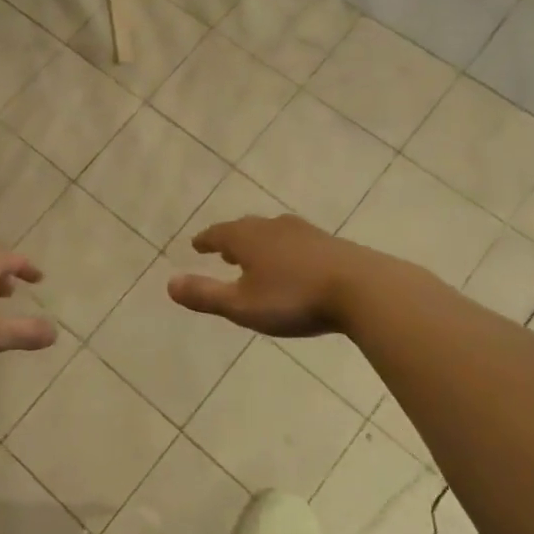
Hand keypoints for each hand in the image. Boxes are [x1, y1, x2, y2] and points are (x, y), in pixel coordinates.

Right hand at [167, 215, 364, 336]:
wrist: (364, 290)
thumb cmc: (295, 298)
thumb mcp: (242, 305)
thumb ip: (205, 295)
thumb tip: (169, 284)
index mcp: (247, 238)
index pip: (218, 234)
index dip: (205, 241)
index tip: (196, 245)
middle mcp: (273, 227)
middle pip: (246, 229)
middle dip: (232, 240)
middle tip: (224, 251)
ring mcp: (305, 233)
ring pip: (273, 234)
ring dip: (260, 244)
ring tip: (257, 257)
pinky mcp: (332, 244)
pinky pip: (297, 242)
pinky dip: (285, 250)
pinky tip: (295, 265)